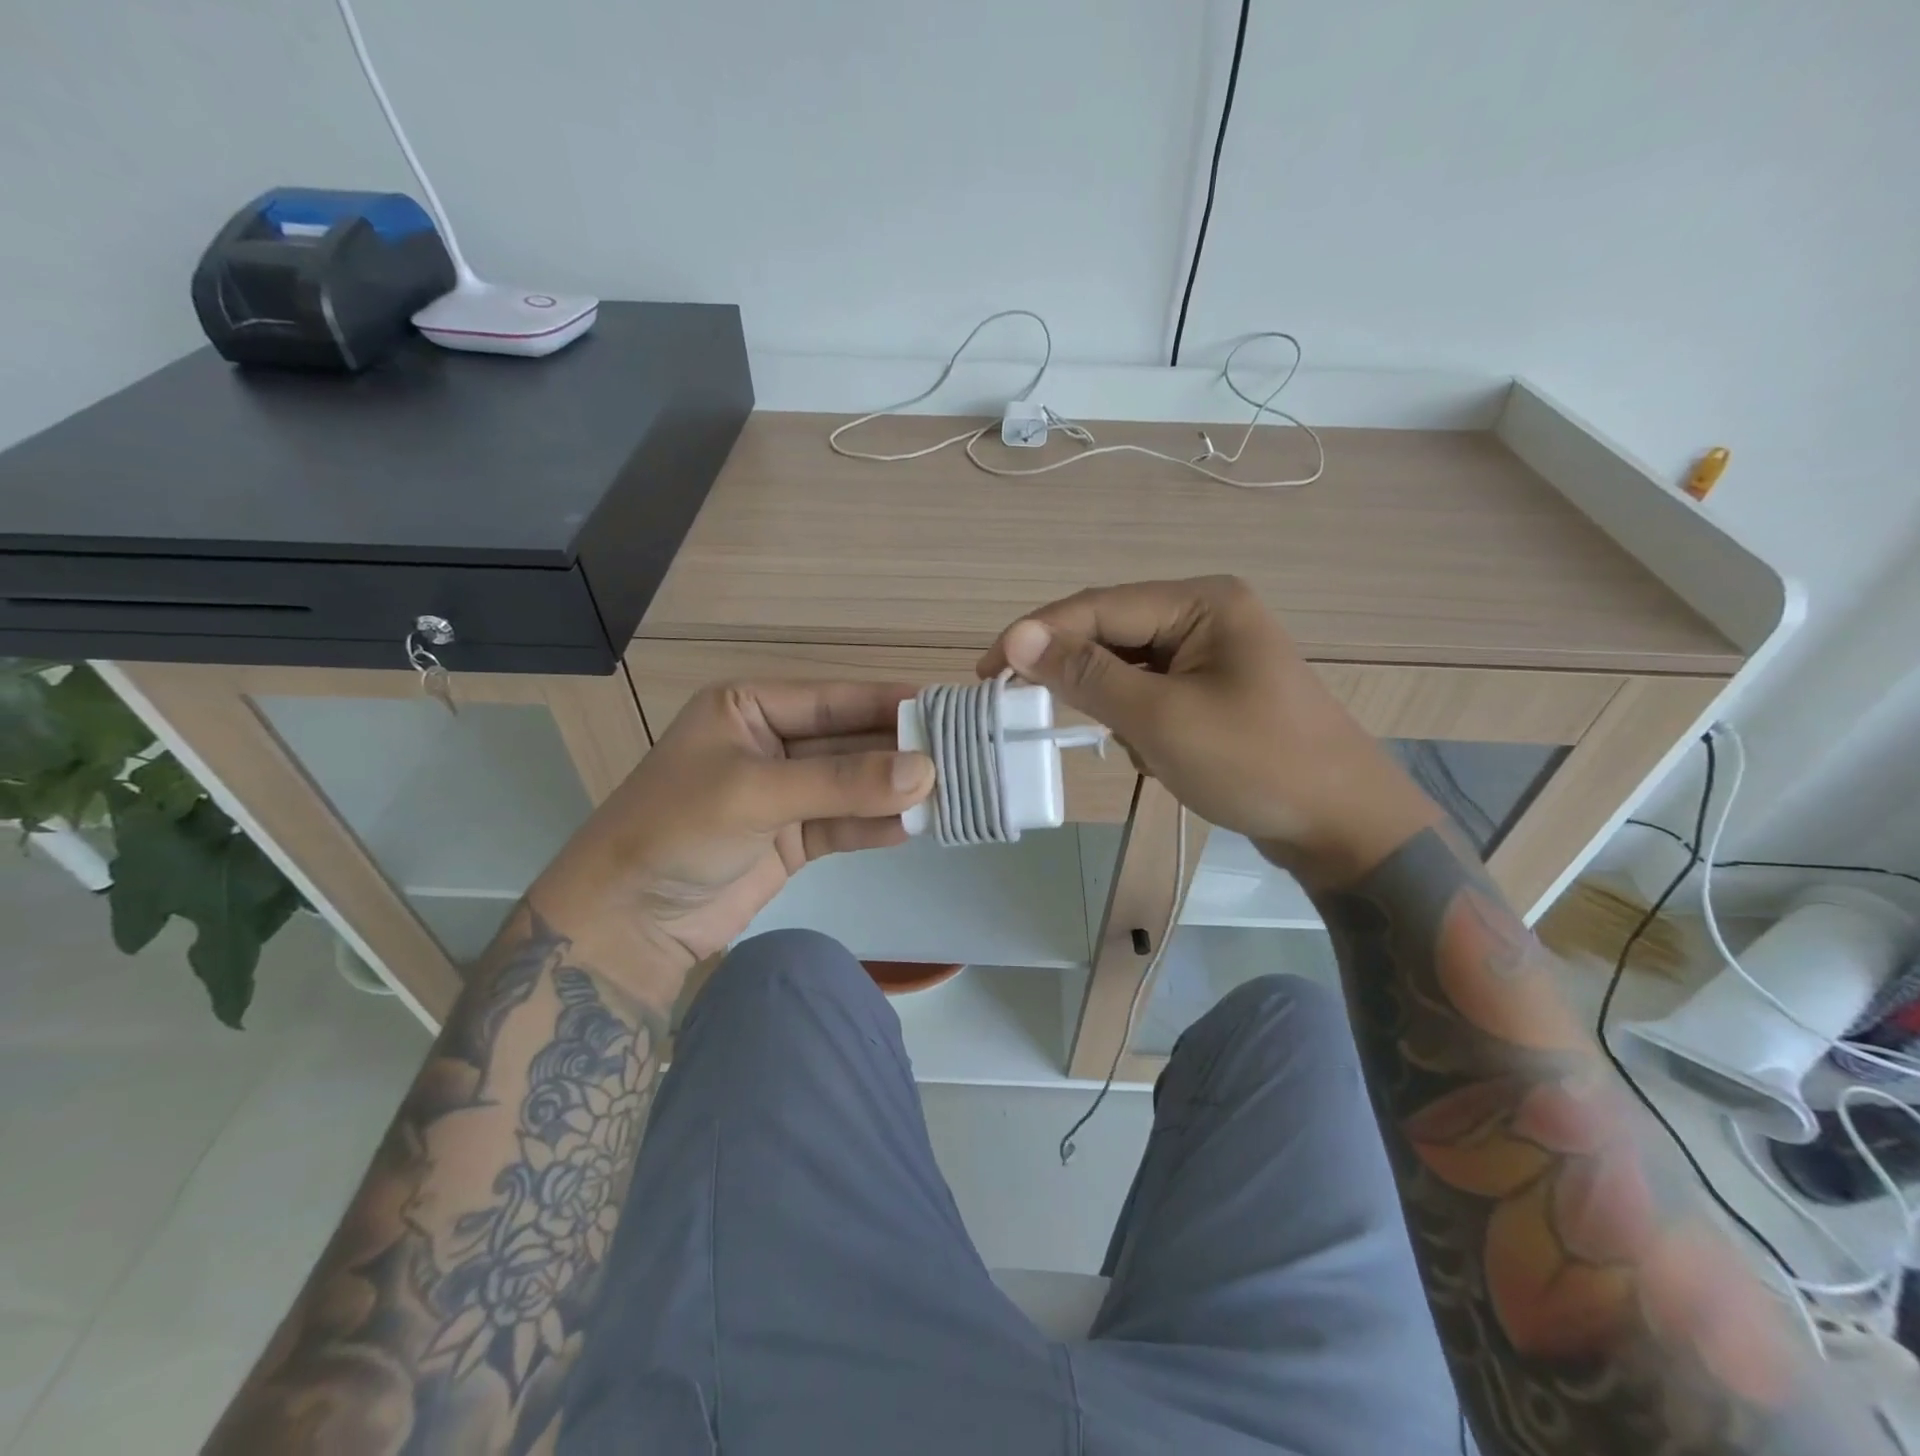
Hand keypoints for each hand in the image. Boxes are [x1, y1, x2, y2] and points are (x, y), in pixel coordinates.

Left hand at [529, 681, 932, 995]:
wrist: (626, 922)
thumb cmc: (676, 831)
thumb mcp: (755, 793)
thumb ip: (841, 782)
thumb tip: (924, 771)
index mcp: (749, 708)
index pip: (833, 698)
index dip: (887, 702)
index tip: (946, 707)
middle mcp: (770, 744)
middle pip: (848, 741)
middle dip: (899, 751)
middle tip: (962, 755)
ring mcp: (784, 795)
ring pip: (852, 785)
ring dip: (895, 791)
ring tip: (952, 792)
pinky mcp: (792, 840)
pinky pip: (844, 825)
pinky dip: (876, 826)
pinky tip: (916, 827)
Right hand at [978, 576, 1437, 886]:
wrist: (1343, 825)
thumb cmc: (1255, 764)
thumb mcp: (1161, 718)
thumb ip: (1086, 675)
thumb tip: (1018, 640)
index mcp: (1201, 601)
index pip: (1096, 607)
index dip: (1035, 636)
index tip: (985, 672)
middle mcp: (1205, 613)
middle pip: (1110, 631)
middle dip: (1070, 670)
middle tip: (1017, 704)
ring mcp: (1211, 652)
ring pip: (1125, 664)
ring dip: (1105, 700)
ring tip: (1113, 740)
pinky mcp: (1212, 688)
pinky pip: (1149, 690)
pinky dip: (1132, 718)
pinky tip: (1146, 750)